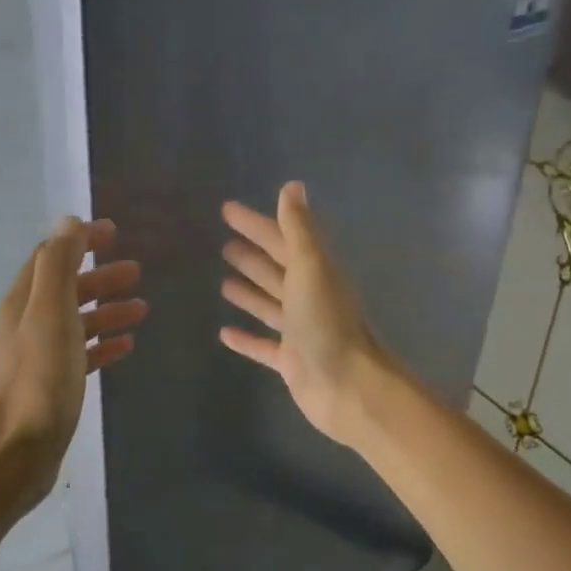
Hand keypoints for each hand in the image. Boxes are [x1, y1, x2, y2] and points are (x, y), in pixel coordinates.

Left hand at [0, 218, 146, 505]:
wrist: (16, 453)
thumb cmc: (39, 380)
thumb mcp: (51, 313)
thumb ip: (59, 266)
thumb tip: (69, 222)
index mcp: (23, 302)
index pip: (51, 258)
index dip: (80, 242)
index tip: (114, 233)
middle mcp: (27, 325)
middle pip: (66, 289)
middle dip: (100, 277)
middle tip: (137, 272)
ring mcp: (38, 357)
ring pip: (76, 322)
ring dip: (107, 310)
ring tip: (142, 308)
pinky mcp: (51, 387)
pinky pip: (81, 355)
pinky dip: (103, 345)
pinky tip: (126, 347)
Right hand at [219, 183, 387, 449]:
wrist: (347, 385)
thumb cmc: (326, 322)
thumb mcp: (311, 267)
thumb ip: (299, 229)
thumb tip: (292, 186)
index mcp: (315, 272)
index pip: (281, 239)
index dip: (256, 224)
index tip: (227, 210)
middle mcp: (309, 298)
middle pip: (277, 270)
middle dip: (253, 255)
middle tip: (223, 244)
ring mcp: (301, 331)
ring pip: (271, 305)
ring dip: (250, 292)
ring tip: (223, 280)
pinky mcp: (291, 362)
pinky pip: (264, 346)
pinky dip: (247, 338)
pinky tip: (224, 333)